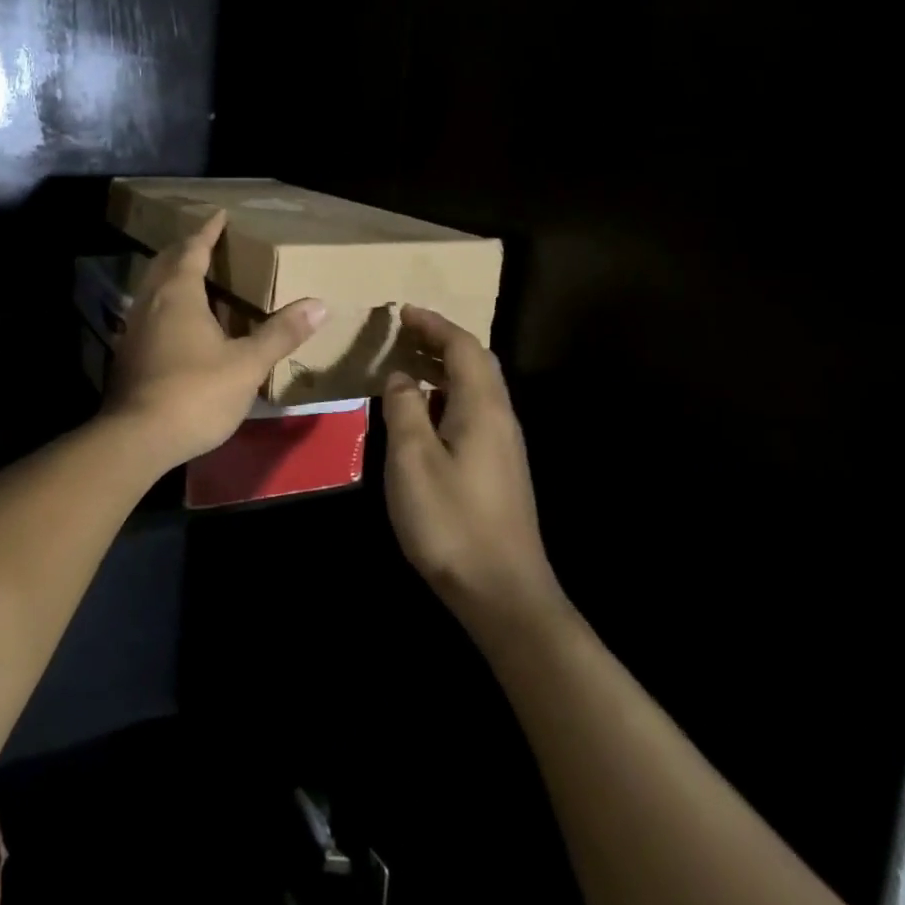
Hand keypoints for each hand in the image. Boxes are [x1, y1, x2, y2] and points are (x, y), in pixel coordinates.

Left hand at [103, 210, 326, 470]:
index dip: (208, 231)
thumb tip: (319, 304)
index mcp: (179, 293)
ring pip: (153, 287)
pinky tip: (180, 323)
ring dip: (172, 275)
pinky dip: (165, 303)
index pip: (193, 248)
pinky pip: (148, 311)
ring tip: (196, 277)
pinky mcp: (128, 352)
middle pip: (167, 262)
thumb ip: (280, 334)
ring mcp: (134, 327)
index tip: (220, 214)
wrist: (137, 437)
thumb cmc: (196, 393)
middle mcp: (151, 301)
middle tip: (208, 242)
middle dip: (187, 248)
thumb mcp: (247, 365)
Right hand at [383, 308, 565, 634]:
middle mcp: (499, 418)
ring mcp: (502, 445)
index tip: (402, 311)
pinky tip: (423, 411)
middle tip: (403, 332)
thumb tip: (401, 376)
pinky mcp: (497, 468)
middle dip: (441, 340)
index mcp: (482, 408)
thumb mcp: (413, 459)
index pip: (463, 347)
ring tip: (407, 362)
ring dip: (444, 366)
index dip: (433, 324)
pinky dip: (447, 393)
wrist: (502, 592)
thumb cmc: (451, 521)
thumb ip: (405, 408)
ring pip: (476, 387)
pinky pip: (472, 409)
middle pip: (476, 362)